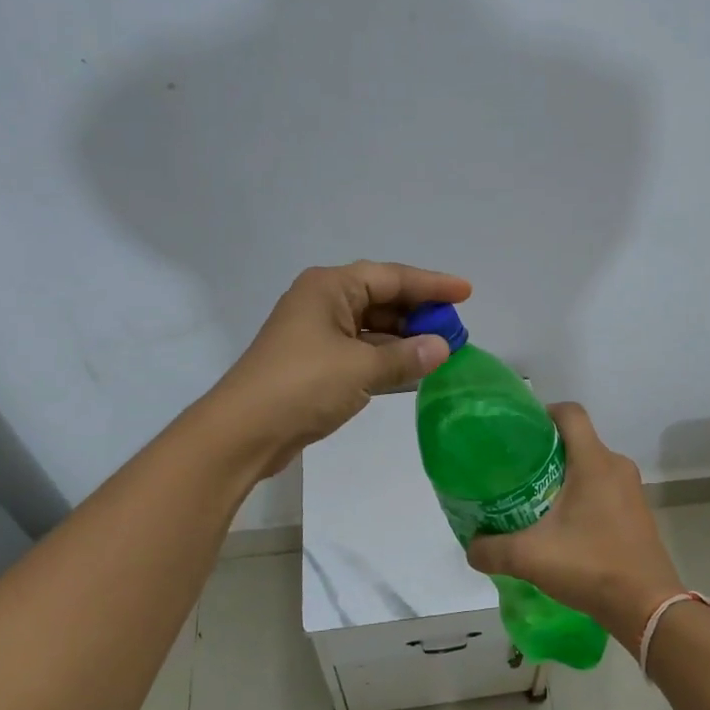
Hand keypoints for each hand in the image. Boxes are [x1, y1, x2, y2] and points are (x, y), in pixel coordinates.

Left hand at [205, 262, 470, 475]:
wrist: (243, 432)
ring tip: (442, 349)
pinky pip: (360, 350)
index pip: (391, 277)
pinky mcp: (314, 363)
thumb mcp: (362, 368)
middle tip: (456, 327)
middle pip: (381, 299)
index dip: (432, 284)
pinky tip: (412, 369)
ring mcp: (316, 333)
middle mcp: (322, 302)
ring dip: (404, 338)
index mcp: (330, 287)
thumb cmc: (303, 385)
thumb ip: (407, 356)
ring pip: (371, 327)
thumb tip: (443, 348)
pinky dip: (386, 358)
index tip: (466, 291)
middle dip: (419, 312)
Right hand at [464, 403, 682, 646]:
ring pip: (590, 466)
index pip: (570, 413)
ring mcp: (631, 490)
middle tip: (515, 470)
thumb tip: (470, 545)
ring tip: (533, 498)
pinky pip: (604, 489)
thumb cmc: (591, 567)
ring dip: (564, 476)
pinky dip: (582, 496)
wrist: (647, 608)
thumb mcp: (530, 557)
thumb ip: (491, 549)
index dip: (542, 413)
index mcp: (594, 462)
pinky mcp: (637, 513)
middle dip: (545, 450)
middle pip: (577, 440)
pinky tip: (562, 525)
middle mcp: (616, 466)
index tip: (517, 432)